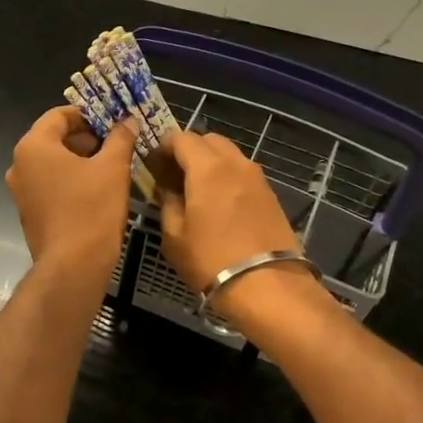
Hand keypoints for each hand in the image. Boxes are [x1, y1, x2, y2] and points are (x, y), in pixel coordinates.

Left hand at [6, 107, 137, 279]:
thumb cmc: (92, 209)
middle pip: (54, 138)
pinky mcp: (29, 213)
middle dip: (86, 138)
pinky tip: (96, 191)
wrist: (73, 266)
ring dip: (80, 160)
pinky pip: (50, 185)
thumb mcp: (113, 168)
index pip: (59, 115)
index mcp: (33, 146)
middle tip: (116, 144)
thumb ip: (120, 138)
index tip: (113, 122)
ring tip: (111, 167)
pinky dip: (70, 181)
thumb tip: (127, 121)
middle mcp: (19, 165)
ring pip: (52, 164)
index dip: (88, 115)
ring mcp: (21, 191)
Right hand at [158, 131, 324, 322]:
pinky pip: (243, 173)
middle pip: (209, 140)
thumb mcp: (175, 236)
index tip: (152, 163)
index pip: (181, 138)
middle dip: (188, 150)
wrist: (268, 285)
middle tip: (173, 174)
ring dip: (210, 162)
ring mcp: (257, 178)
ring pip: (229, 155)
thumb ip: (168, 203)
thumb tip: (168, 189)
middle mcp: (235, 163)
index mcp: (207, 167)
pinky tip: (219, 203)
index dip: (163, 146)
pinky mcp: (271, 194)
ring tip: (196, 189)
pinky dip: (227, 177)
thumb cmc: (211, 260)